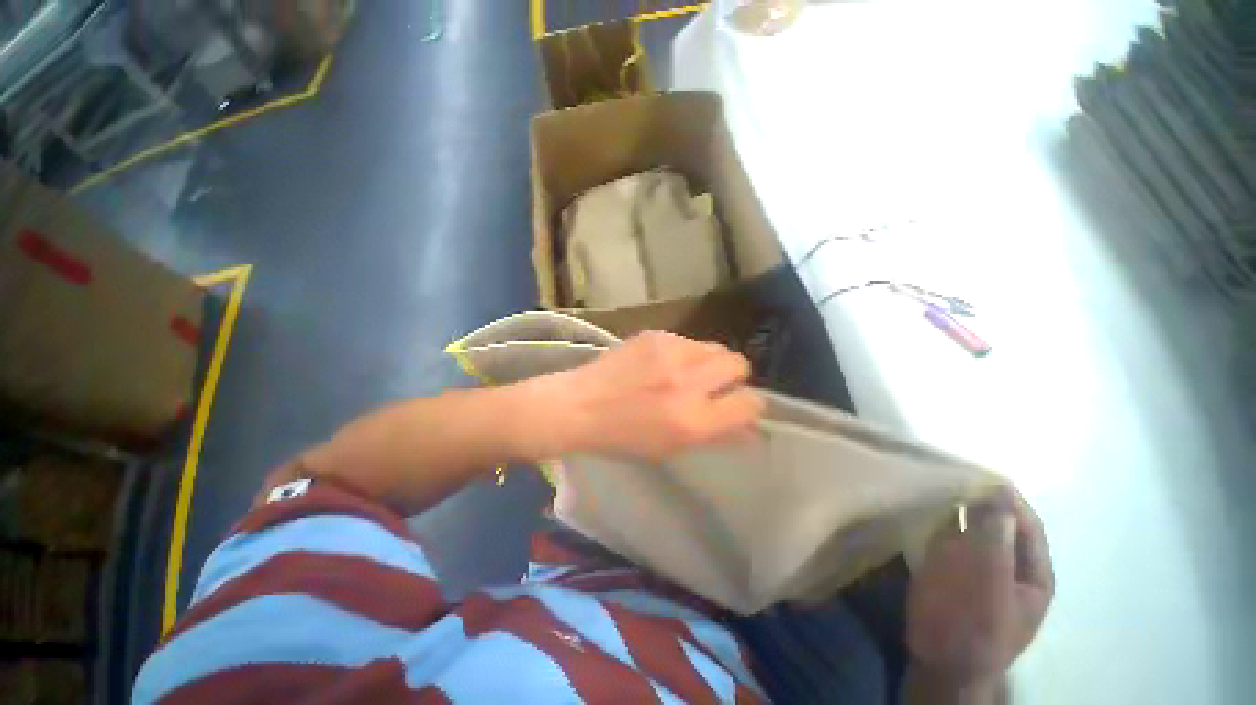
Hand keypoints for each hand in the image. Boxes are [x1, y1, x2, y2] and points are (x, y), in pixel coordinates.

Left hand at [536, 331, 764, 460]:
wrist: (580, 406)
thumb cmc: (623, 437)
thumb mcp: (672, 448)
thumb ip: (715, 434)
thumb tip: (749, 426)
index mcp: (693, 421)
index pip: (750, 403)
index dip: (750, 405)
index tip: (738, 406)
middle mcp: (687, 382)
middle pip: (739, 364)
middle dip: (733, 377)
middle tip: (713, 386)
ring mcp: (671, 353)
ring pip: (716, 347)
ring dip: (709, 362)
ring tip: (686, 373)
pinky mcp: (656, 335)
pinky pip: (688, 341)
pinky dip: (684, 354)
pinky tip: (661, 364)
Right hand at [906, 489, 1053, 689]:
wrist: (940, 662)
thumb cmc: (972, 624)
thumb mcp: (988, 580)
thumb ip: (995, 535)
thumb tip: (1000, 490)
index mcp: (1032, 572)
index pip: (1026, 523)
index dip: (1006, 498)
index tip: (976, 473)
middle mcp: (1008, 565)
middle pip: (999, 523)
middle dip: (978, 499)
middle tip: (949, 473)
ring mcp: (978, 568)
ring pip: (972, 527)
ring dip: (956, 507)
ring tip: (934, 482)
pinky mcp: (950, 569)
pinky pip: (948, 536)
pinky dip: (939, 520)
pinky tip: (923, 505)